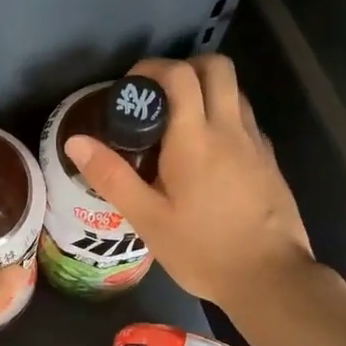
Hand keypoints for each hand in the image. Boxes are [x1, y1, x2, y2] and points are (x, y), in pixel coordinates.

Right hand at [65, 55, 314, 313]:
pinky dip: (224, 118)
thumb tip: (75, 141)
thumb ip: (111, 176)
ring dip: (207, 91)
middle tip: (158, 97)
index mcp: (195, 138)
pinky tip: (208, 154)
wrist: (269, 278)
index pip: (179, 75)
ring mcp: (256, 143)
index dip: (152, 68)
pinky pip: (246, 120)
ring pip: (235, 91)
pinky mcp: (270, 161)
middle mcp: (230, 128)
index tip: (131, 88)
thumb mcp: (147, 219)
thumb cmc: (202, 250)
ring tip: (179, 125)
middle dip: (185, 67)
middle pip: (216, 67)